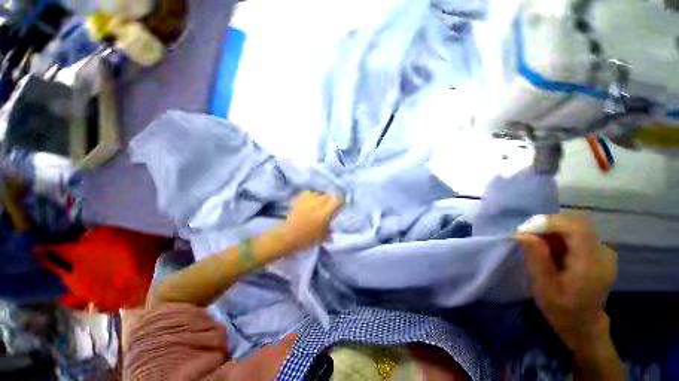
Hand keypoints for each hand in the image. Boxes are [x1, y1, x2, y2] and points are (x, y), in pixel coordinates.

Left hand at [277, 191, 342, 252]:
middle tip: (331, 204)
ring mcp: (306, 202)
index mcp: (323, 214)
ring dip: (322, 197)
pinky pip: (308, 193)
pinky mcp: (299, 201)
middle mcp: (316, 205)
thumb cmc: (306, 239)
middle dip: (331, 198)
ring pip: (318, 193)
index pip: (336, 201)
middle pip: (328, 196)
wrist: (287, 237)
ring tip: (321, 202)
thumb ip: (329, 228)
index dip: (341, 199)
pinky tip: (312, 200)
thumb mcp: (321, 236)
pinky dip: (312, 195)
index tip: (343, 202)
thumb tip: (333, 224)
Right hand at [517, 215, 616, 351]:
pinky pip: (577, 234)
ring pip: (575, 226)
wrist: (583, 324)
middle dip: (547, 225)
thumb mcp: (543, 288)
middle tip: (527, 237)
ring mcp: (603, 251)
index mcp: (592, 265)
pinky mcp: (598, 251)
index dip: (549, 223)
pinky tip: (550, 251)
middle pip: (575, 223)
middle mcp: (603, 253)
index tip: (525, 230)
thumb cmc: (562, 310)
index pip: (576, 228)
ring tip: (537, 246)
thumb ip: (536, 259)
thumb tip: (522, 233)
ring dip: (552, 231)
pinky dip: (559, 236)